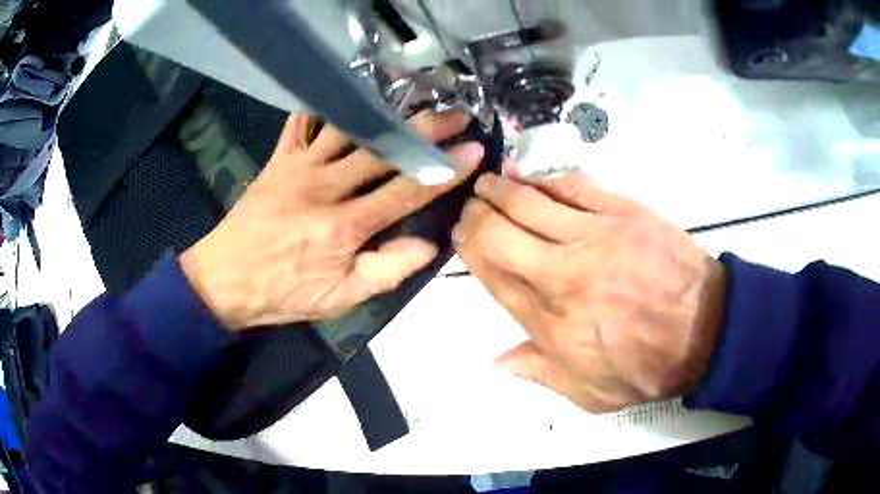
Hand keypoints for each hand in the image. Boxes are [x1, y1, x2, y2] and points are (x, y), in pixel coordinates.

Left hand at [180, 112, 483, 330]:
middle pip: (384, 150)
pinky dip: (323, 106)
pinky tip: (345, 93)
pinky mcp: (279, 159)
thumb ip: (388, 271)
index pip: (406, 191)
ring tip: (412, 99)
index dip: (443, 170)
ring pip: (348, 128)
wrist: (225, 279)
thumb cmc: (283, 293)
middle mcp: (326, 187)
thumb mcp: (340, 299)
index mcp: (345, 226)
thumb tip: (430, 244)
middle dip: (425, 130)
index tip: (472, 150)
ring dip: (384, 111)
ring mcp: (299, 167)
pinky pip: (302, 123)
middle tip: (456, 115)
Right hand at [454, 170, 725, 411]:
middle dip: (475, 216)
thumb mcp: (588, 392)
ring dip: (500, 189)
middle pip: (500, 234)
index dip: (469, 251)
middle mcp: (562, 274)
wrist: (706, 330)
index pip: (492, 275)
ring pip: (530, 203)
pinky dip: (543, 178)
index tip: (459, 236)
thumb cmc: (646, 367)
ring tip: (488, 183)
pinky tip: (528, 173)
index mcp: (550, 321)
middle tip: (469, 207)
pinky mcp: (622, 212)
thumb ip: (538, 372)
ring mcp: (593, 237)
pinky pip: (572, 187)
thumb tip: (492, 365)